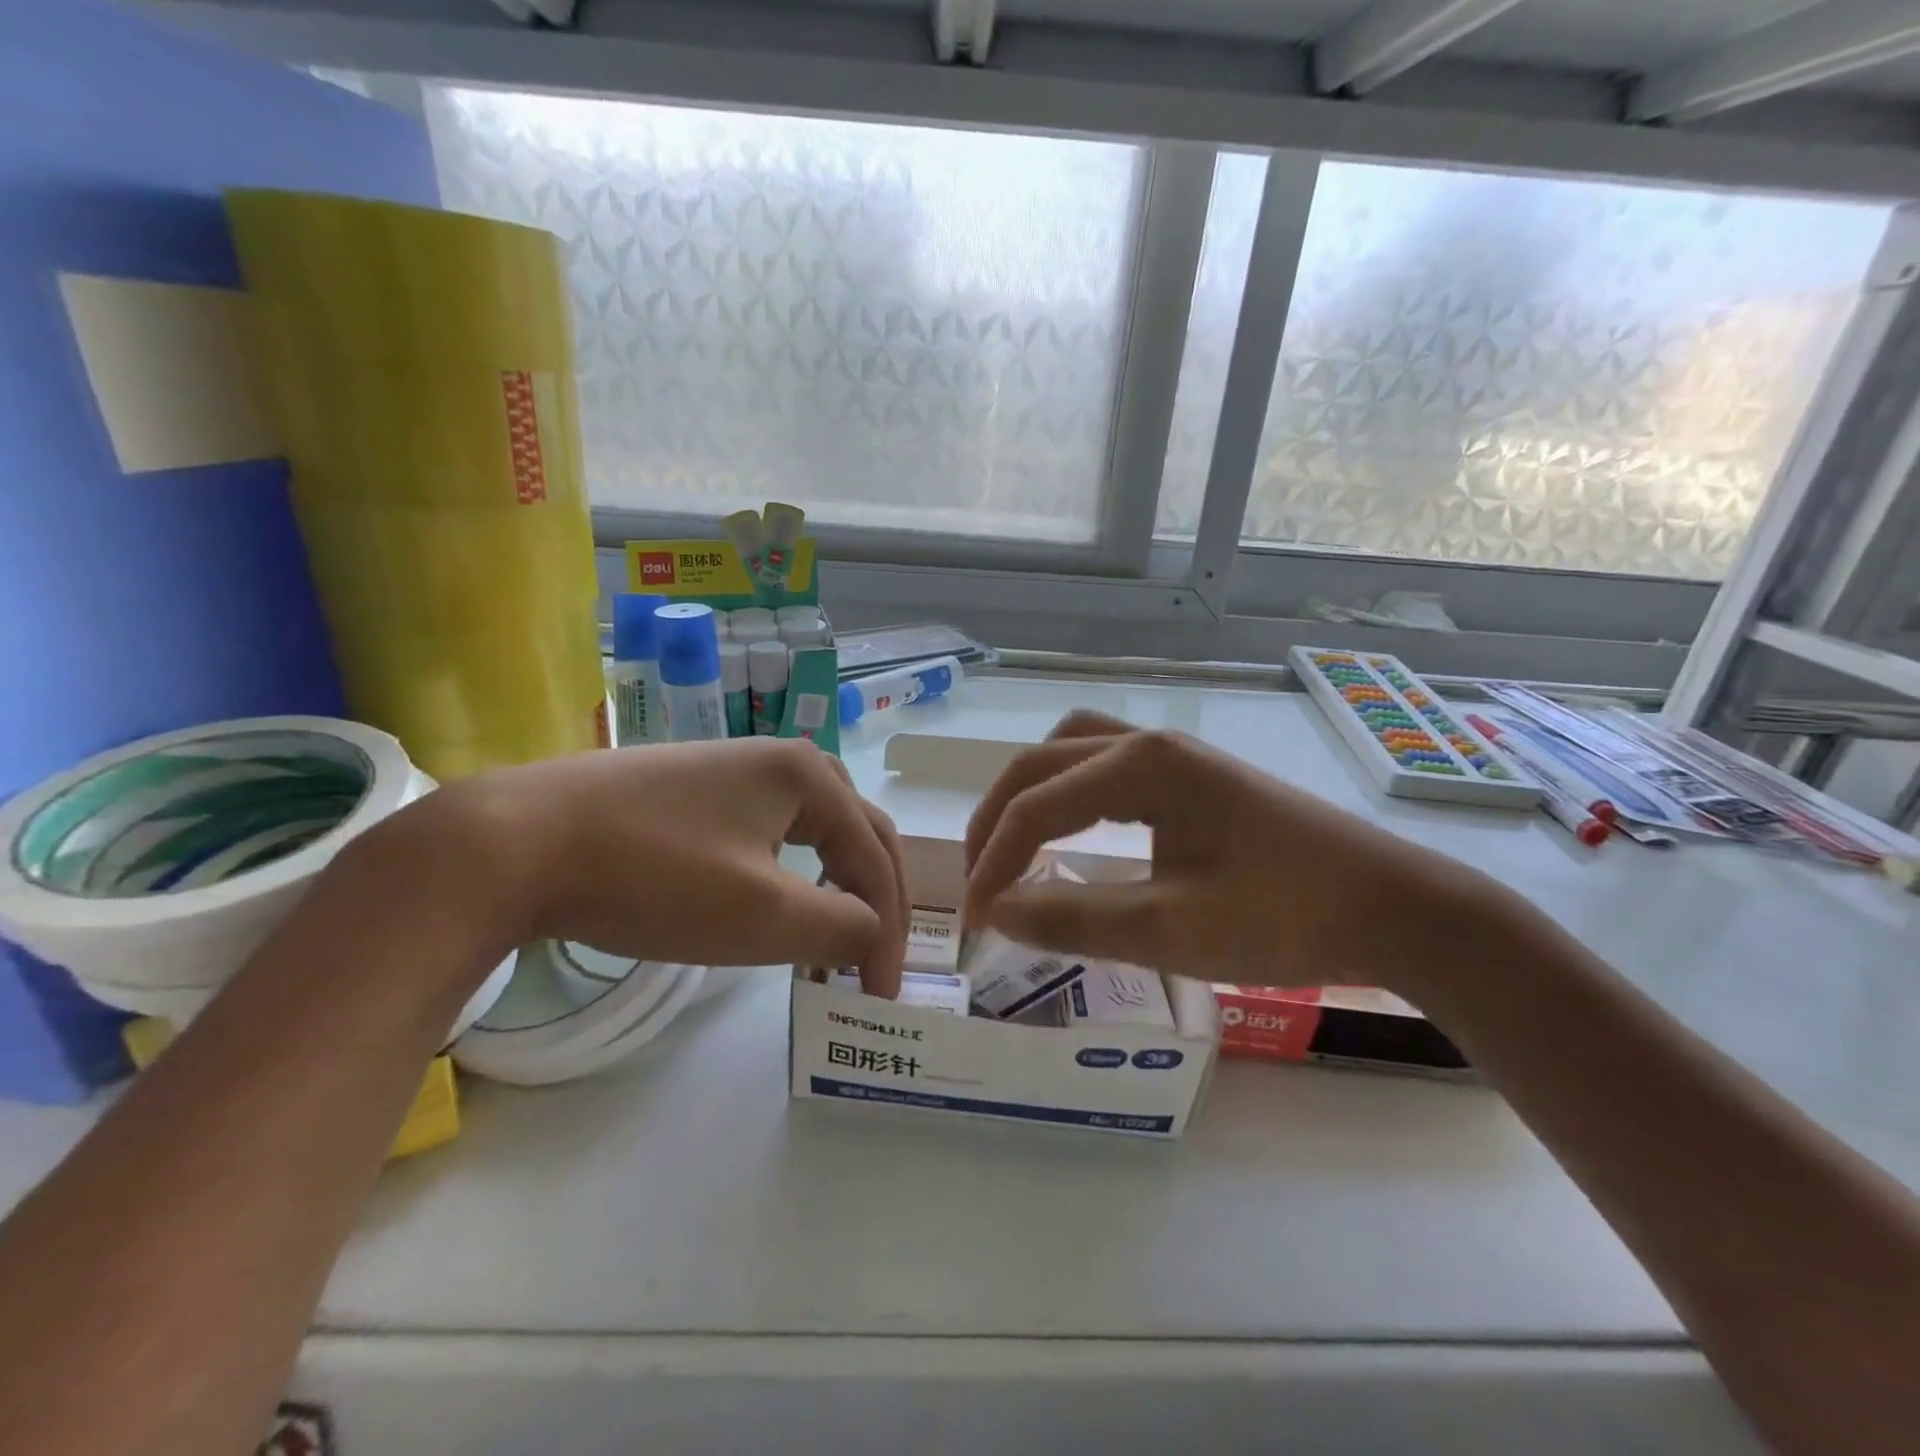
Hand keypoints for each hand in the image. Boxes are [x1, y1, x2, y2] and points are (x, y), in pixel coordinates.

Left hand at [422, 737, 908, 995]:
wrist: (514, 841)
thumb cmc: (655, 877)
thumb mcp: (763, 915)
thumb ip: (842, 928)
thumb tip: (875, 935)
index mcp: (810, 775)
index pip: (874, 859)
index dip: (888, 931)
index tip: (881, 996)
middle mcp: (780, 758)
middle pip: (855, 832)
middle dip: (872, 898)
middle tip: (872, 959)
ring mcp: (731, 767)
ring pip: (811, 829)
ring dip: (834, 881)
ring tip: (832, 932)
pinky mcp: (692, 788)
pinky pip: (767, 829)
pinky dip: (789, 871)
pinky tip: (772, 897)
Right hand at [962, 710, 1501, 999]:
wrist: (1396, 908)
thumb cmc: (1286, 917)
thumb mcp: (1170, 930)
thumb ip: (1075, 918)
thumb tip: (997, 913)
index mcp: (1142, 765)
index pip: (1037, 805)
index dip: (993, 862)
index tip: (974, 921)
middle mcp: (1151, 743)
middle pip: (1043, 763)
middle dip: (998, 819)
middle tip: (981, 879)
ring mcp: (1176, 755)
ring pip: (1073, 751)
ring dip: (1032, 794)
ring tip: (1013, 846)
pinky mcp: (1195, 776)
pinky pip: (1107, 767)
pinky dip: (1071, 793)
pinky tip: (1075, 829)